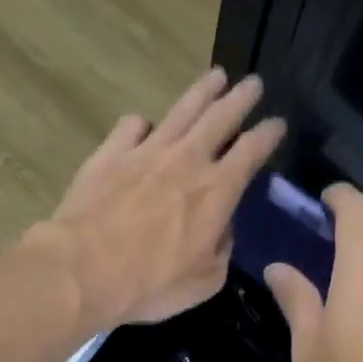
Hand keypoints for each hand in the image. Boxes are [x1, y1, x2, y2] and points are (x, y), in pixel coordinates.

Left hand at [25, 69, 285, 327]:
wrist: (84, 270)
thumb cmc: (152, 284)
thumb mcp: (205, 281)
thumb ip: (221, 249)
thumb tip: (221, 229)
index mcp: (217, 190)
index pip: (251, 151)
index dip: (268, 135)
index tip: (277, 124)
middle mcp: (186, 160)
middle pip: (220, 117)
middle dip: (241, 98)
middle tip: (253, 83)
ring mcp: (145, 151)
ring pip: (181, 111)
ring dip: (202, 92)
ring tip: (216, 77)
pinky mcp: (110, 154)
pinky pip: (132, 126)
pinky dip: (143, 124)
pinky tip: (144, 127)